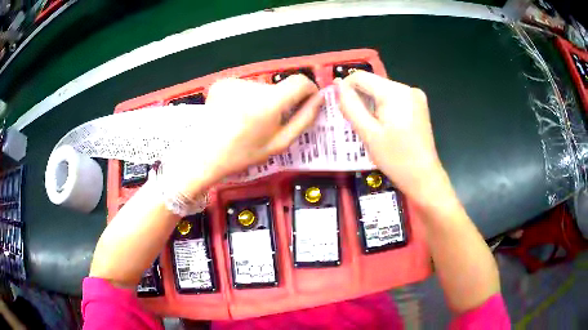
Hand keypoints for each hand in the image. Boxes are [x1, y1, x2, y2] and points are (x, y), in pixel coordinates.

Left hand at [166, 75, 322, 197]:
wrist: (203, 156)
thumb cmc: (242, 155)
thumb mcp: (278, 144)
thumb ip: (303, 119)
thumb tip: (319, 99)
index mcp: (268, 103)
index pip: (299, 81)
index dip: (308, 90)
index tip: (305, 102)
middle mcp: (251, 86)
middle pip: (279, 86)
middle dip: (280, 101)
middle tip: (267, 123)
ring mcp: (234, 82)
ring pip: (260, 87)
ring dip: (260, 100)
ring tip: (247, 121)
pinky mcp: (221, 83)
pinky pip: (244, 87)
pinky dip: (244, 98)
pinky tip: (234, 114)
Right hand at [335, 71, 444, 200]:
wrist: (424, 177)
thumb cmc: (395, 158)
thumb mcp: (368, 133)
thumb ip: (350, 106)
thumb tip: (337, 86)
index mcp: (395, 92)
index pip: (360, 76)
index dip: (345, 88)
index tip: (341, 108)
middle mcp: (407, 88)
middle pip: (373, 83)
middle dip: (360, 99)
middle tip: (355, 123)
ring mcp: (416, 96)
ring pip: (382, 91)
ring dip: (371, 104)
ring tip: (370, 127)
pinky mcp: (419, 105)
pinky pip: (394, 99)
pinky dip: (383, 108)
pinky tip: (384, 126)